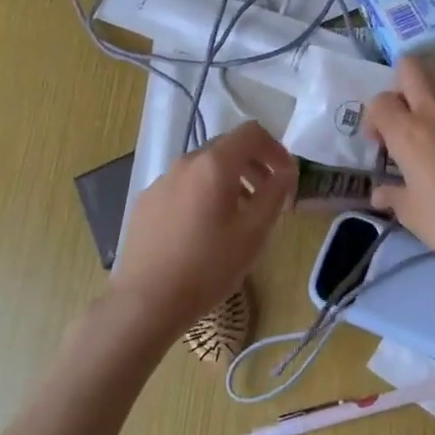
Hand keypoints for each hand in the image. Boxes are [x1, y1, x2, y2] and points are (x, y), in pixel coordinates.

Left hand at [109, 120, 294, 337]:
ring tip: (239, 215)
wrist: (146, 302)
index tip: (286, 176)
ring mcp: (161, 181)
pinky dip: (203, 194)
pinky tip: (204, 229)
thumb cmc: (208, 266)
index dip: (275, 148)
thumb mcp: (254, 232)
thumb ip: (276, 193)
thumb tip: (288, 169)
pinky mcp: (146, 202)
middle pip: (227, 147)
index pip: (251, 133)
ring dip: (229, 181)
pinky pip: (183, 186)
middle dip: (254, 165)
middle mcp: (185, 162)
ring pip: (203, 168)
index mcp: (214, 164)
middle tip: (269, 197)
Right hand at [364, 57, 434, 275]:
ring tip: (430, 122)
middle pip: (410, 67)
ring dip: (428, 91)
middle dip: (400, 85)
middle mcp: (433, 110)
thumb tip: (380, 193)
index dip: (374, 118)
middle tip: (403, 116)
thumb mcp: (411, 213)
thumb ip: (392, 195)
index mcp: (407, 132)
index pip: (379, 102)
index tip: (380, 142)